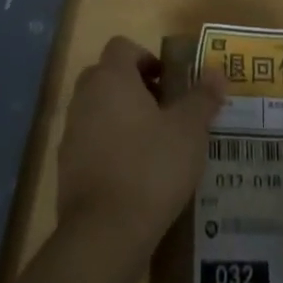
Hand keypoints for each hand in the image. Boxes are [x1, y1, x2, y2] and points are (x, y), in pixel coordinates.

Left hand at [56, 36, 223, 255]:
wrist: (104, 235)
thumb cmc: (150, 167)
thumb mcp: (189, 130)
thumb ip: (202, 97)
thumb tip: (216, 71)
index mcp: (111, 77)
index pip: (122, 47)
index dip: (146, 58)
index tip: (168, 83)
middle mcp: (85, 97)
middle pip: (107, 76)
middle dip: (133, 87)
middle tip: (163, 111)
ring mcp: (71, 133)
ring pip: (97, 110)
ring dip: (120, 118)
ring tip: (152, 146)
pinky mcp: (65, 168)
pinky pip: (89, 144)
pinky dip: (108, 149)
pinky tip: (133, 177)